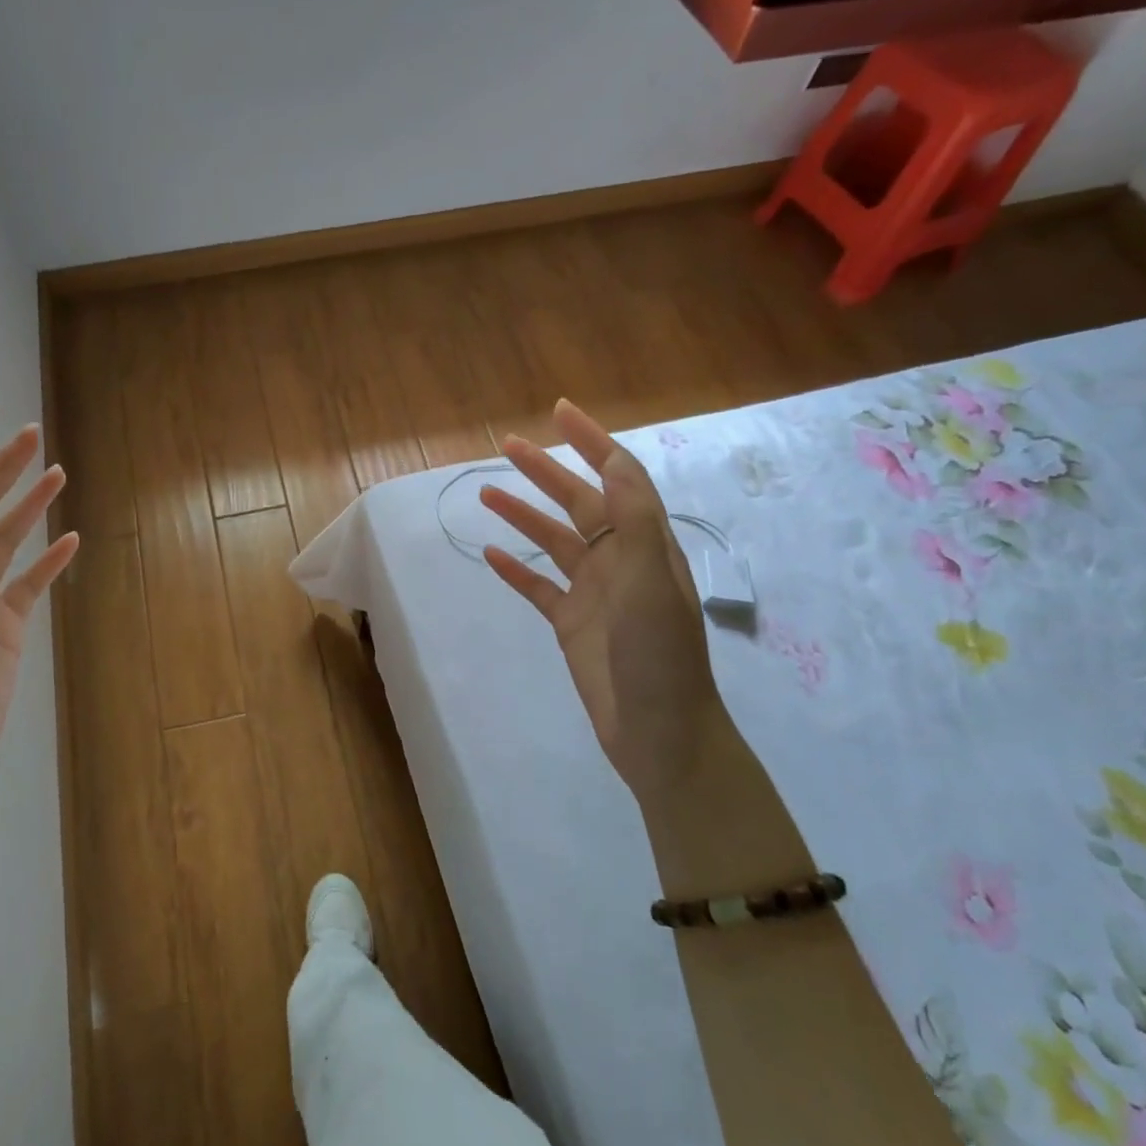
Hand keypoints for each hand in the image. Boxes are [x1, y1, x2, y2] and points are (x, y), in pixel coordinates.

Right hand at [479, 400, 722, 801]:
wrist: (659, 733)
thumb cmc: (658, 657)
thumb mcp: (650, 584)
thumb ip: (632, 523)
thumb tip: (615, 462)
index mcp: (644, 545)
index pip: (619, 478)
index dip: (592, 442)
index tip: (560, 412)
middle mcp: (619, 561)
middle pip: (580, 503)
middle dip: (547, 471)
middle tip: (509, 445)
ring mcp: (593, 594)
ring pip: (554, 541)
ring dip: (523, 515)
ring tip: (486, 491)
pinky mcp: (571, 624)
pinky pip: (537, 587)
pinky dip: (515, 568)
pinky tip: (490, 554)